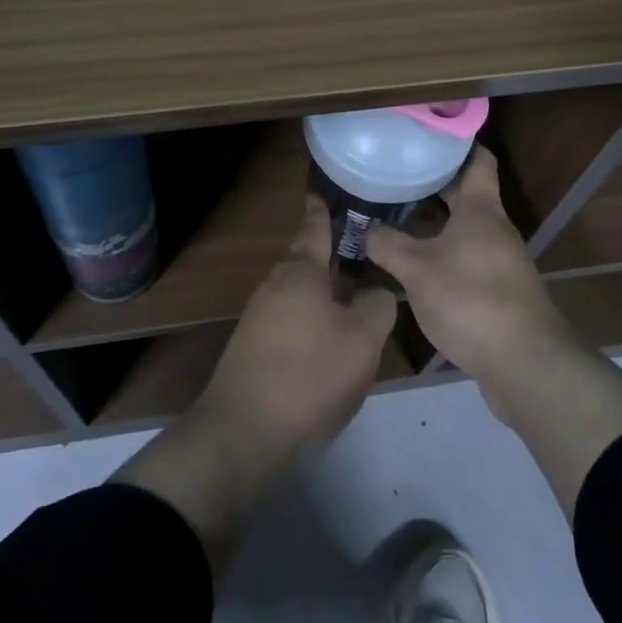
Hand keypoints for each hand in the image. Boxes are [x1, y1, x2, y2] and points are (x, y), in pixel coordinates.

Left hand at [112, 197, 396, 576]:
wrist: (244, 430)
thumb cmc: (309, 374)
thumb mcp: (362, 340)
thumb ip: (377, 306)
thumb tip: (377, 292)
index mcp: (300, 271)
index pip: (314, 227)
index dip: (323, 209)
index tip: (327, 192)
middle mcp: (275, 284)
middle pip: (307, 261)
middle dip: (333, 257)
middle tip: (364, 253)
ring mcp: (259, 316)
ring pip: (299, 292)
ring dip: (324, 292)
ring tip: (355, 297)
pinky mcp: (254, 347)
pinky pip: (290, 319)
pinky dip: (312, 319)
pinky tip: (329, 340)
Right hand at [366, 147, 575, 389]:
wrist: (525, 365)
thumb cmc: (471, 300)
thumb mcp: (417, 270)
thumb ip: (387, 245)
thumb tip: (364, 229)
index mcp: (481, 210)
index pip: (477, 160)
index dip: (456, 144)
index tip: (427, 135)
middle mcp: (495, 229)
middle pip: (465, 194)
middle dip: (432, 184)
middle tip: (395, 174)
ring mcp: (499, 261)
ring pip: (463, 228)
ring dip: (434, 222)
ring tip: (395, 216)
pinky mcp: (498, 290)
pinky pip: (465, 257)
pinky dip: (441, 252)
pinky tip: (413, 264)